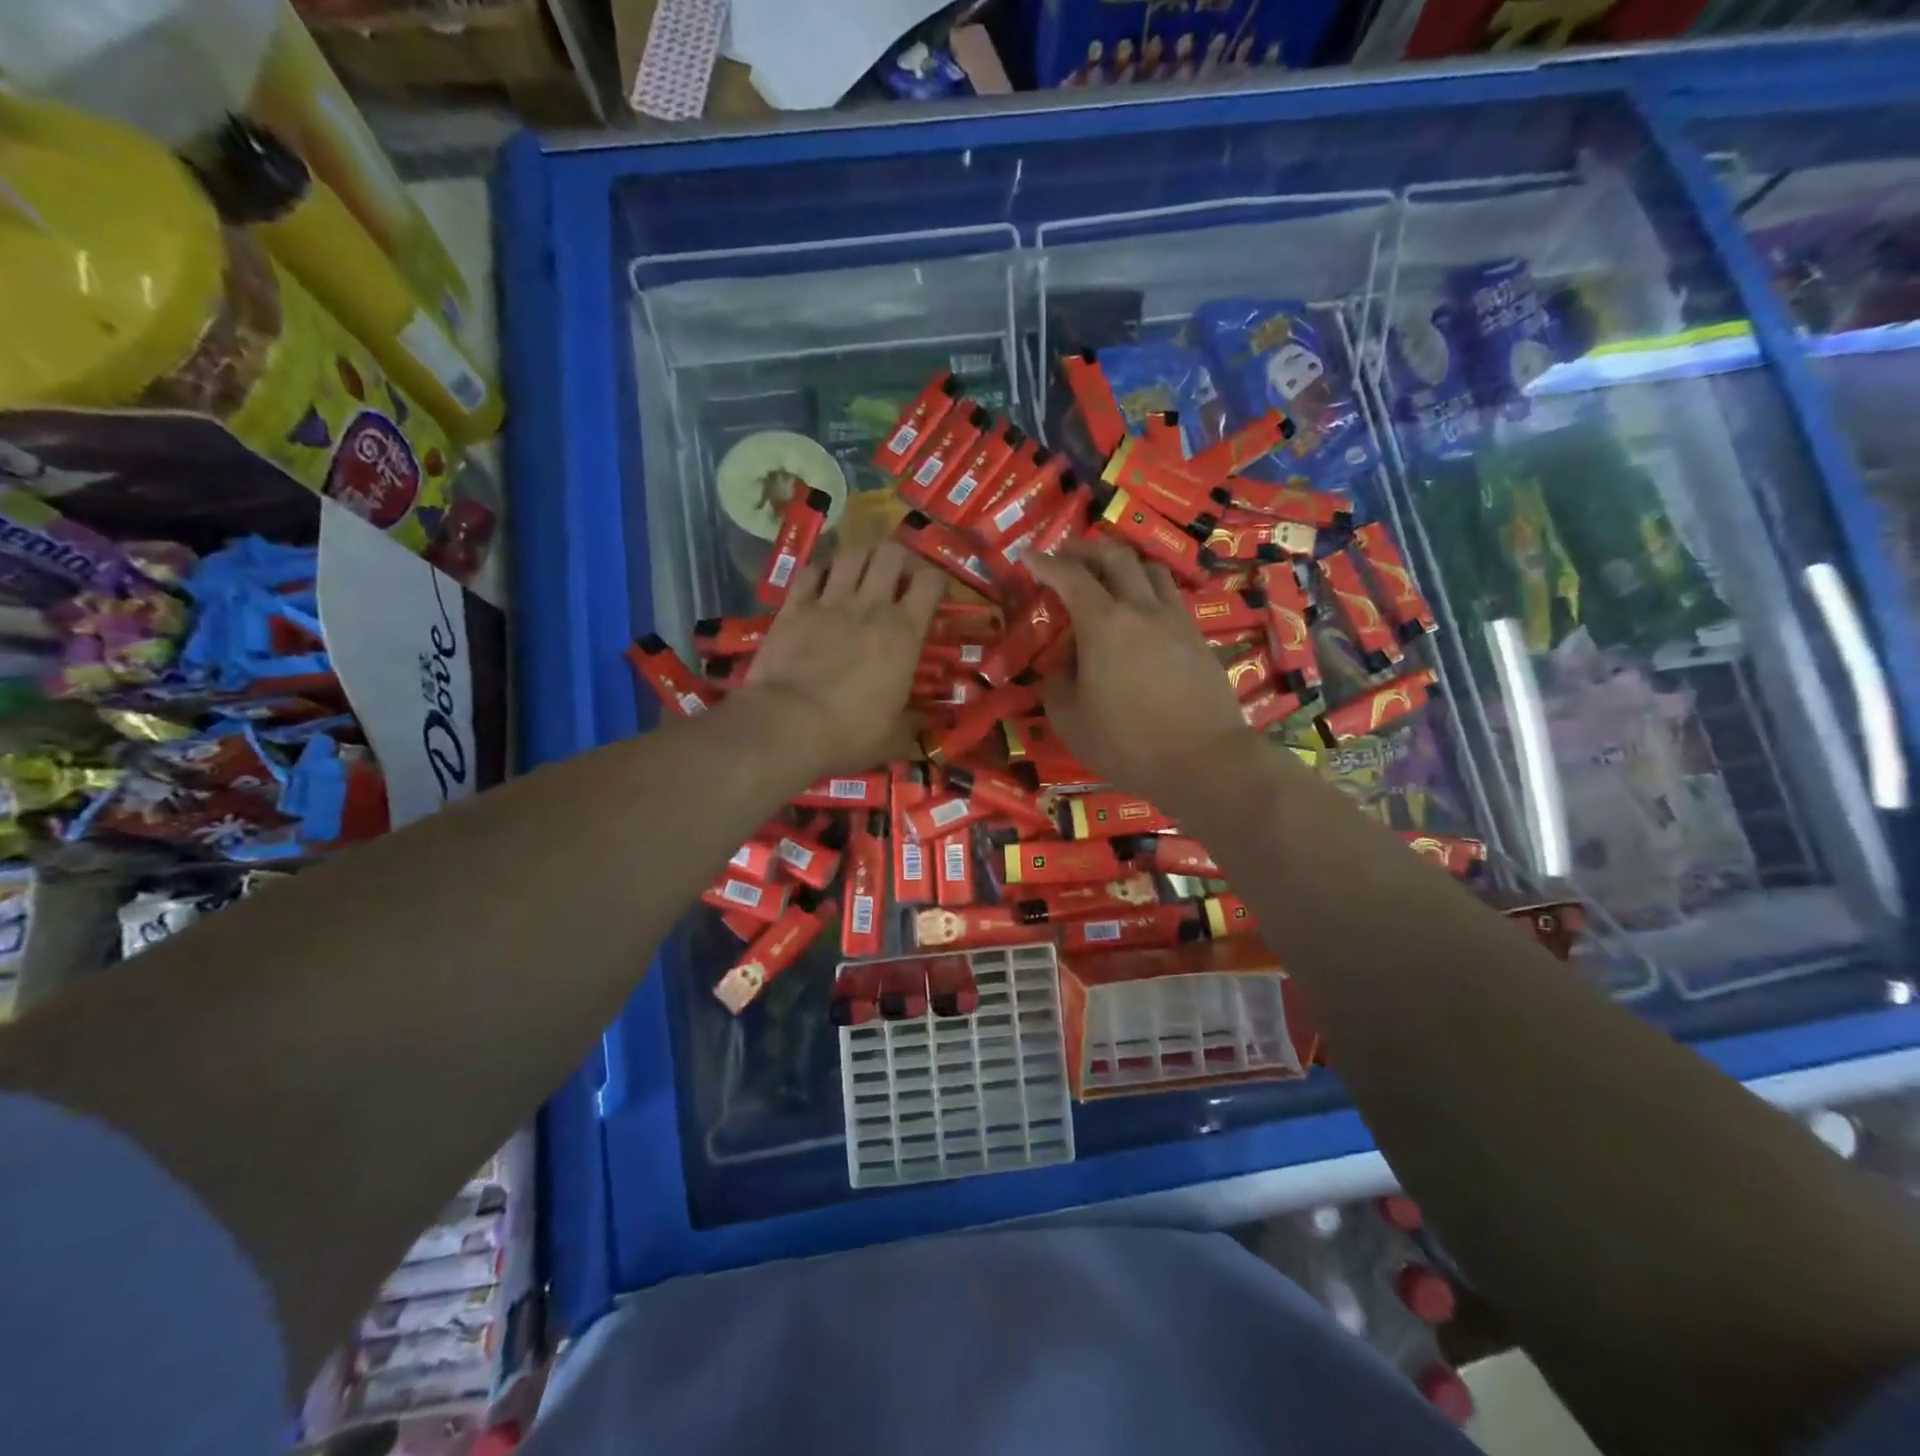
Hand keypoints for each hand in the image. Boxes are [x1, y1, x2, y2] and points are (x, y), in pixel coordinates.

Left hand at [735, 541, 943, 778]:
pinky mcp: (793, 607)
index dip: (937, 580)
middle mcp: (870, 607)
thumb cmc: (848, 734)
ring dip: (862, 557)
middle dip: (899, 557)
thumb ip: (913, 725)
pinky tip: (822, 580)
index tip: (935, 594)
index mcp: (904, 633)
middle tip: (898, 576)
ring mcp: (829, 602)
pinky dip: (820, 571)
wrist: (785, 725)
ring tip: (863, 571)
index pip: (930, 582)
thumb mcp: (893, 738)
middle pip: (890, 553)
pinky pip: (810, 572)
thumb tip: (926, 727)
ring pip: (851, 554)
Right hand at [1026, 538, 1255, 810]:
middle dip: (1085, 549)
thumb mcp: (1070, 720)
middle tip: (1066, 556)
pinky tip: (1140, 613)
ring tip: (1107, 577)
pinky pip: (1170, 597)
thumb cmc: (1127, 743)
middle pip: (1116, 557)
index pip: (1070, 577)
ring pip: (1150, 569)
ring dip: (1123, 563)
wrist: (1203, 760)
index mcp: (1104, 624)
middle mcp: (1142, 609)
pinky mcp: (1198, 638)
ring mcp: (1176, 620)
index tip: (1027, 555)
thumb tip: (1066, 664)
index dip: (1045, 562)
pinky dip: (1147, 590)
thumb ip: (1058, 683)